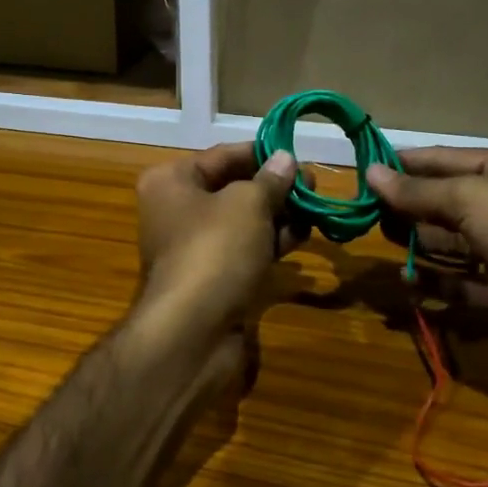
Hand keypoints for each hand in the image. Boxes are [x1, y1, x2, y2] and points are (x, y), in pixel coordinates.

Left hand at [135, 143, 305, 337]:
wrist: (193, 333)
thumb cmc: (214, 250)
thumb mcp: (247, 204)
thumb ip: (270, 180)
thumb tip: (285, 159)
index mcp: (171, 182)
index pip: (222, 155)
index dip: (261, 153)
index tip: (298, 153)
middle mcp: (177, 211)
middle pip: (232, 188)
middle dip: (274, 186)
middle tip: (315, 184)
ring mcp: (194, 248)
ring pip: (242, 221)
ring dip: (278, 214)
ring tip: (316, 208)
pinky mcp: (213, 279)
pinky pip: (245, 250)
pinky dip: (272, 242)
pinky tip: (303, 235)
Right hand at [366, 147, 487, 370]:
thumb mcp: (471, 199)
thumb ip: (418, 190)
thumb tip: (370, 173)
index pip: (438, 160)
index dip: (400, 165)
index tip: (359, 173)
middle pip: (439, 202)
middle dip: (404, 208)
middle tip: (363, 216)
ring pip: (445, 242)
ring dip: (414, 245)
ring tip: (380, 246)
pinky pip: (457, 282)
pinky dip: (433, 283)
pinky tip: (406, 284)